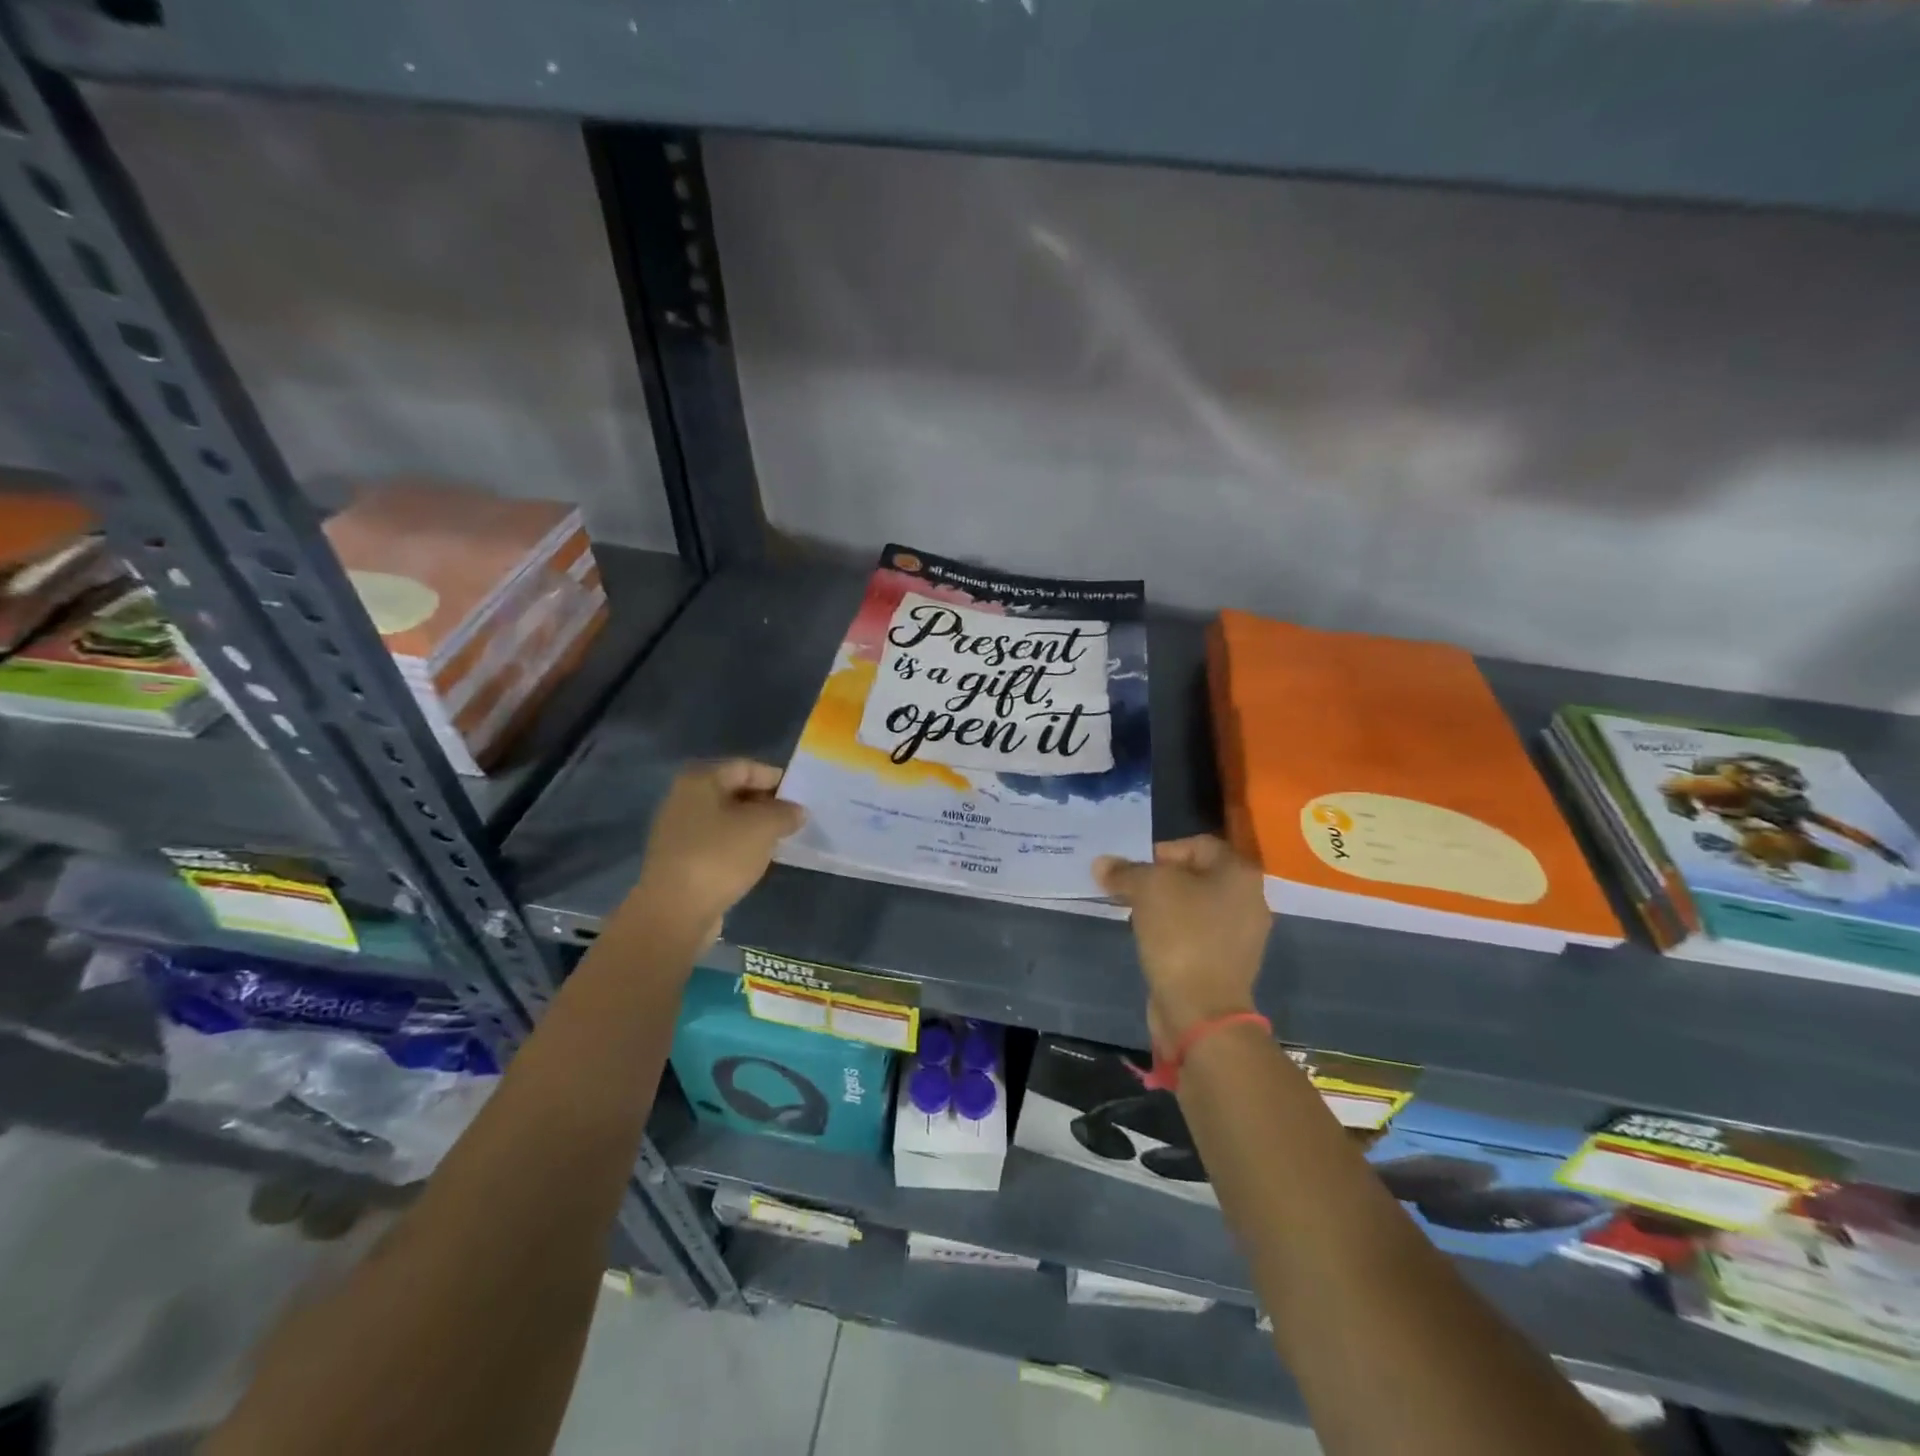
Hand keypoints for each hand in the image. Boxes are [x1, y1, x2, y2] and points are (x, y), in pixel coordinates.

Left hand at [627, 760, 805, 946]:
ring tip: (779, 840)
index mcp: (700, 780)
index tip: (800, 796)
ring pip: (725, 819)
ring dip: (752, 826)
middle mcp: (683, 799)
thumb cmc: (720, 856)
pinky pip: (716, 842)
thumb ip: (785, 813)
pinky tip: (755, 860)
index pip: (746, 767)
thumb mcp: (763, 827)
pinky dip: (737, 846)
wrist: (674, 911)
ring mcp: (677, 830)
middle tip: (793, 819)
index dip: (775, 778)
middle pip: (733, 791)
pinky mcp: (679, 859)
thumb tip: (796, 811)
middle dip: (765, 803)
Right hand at [1095, 835, 1271, 1046]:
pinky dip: (1176, 932)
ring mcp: (1243, 934)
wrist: (1201, 1010)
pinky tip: (1154, 941)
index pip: (1196, 844)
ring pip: (1196, 906)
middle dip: (1161, 880)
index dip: (1161, 851)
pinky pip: (1198, 934)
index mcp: (1239, 872)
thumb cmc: (1180, 935)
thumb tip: (1103, 863)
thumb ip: (1125, 871)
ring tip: (1138, 916)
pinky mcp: (1230, 962)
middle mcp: (1250, 898)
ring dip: (1166, 907)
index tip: (1134, 871)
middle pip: (1197, 875)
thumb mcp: (1146, 889)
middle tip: (1131, 891)